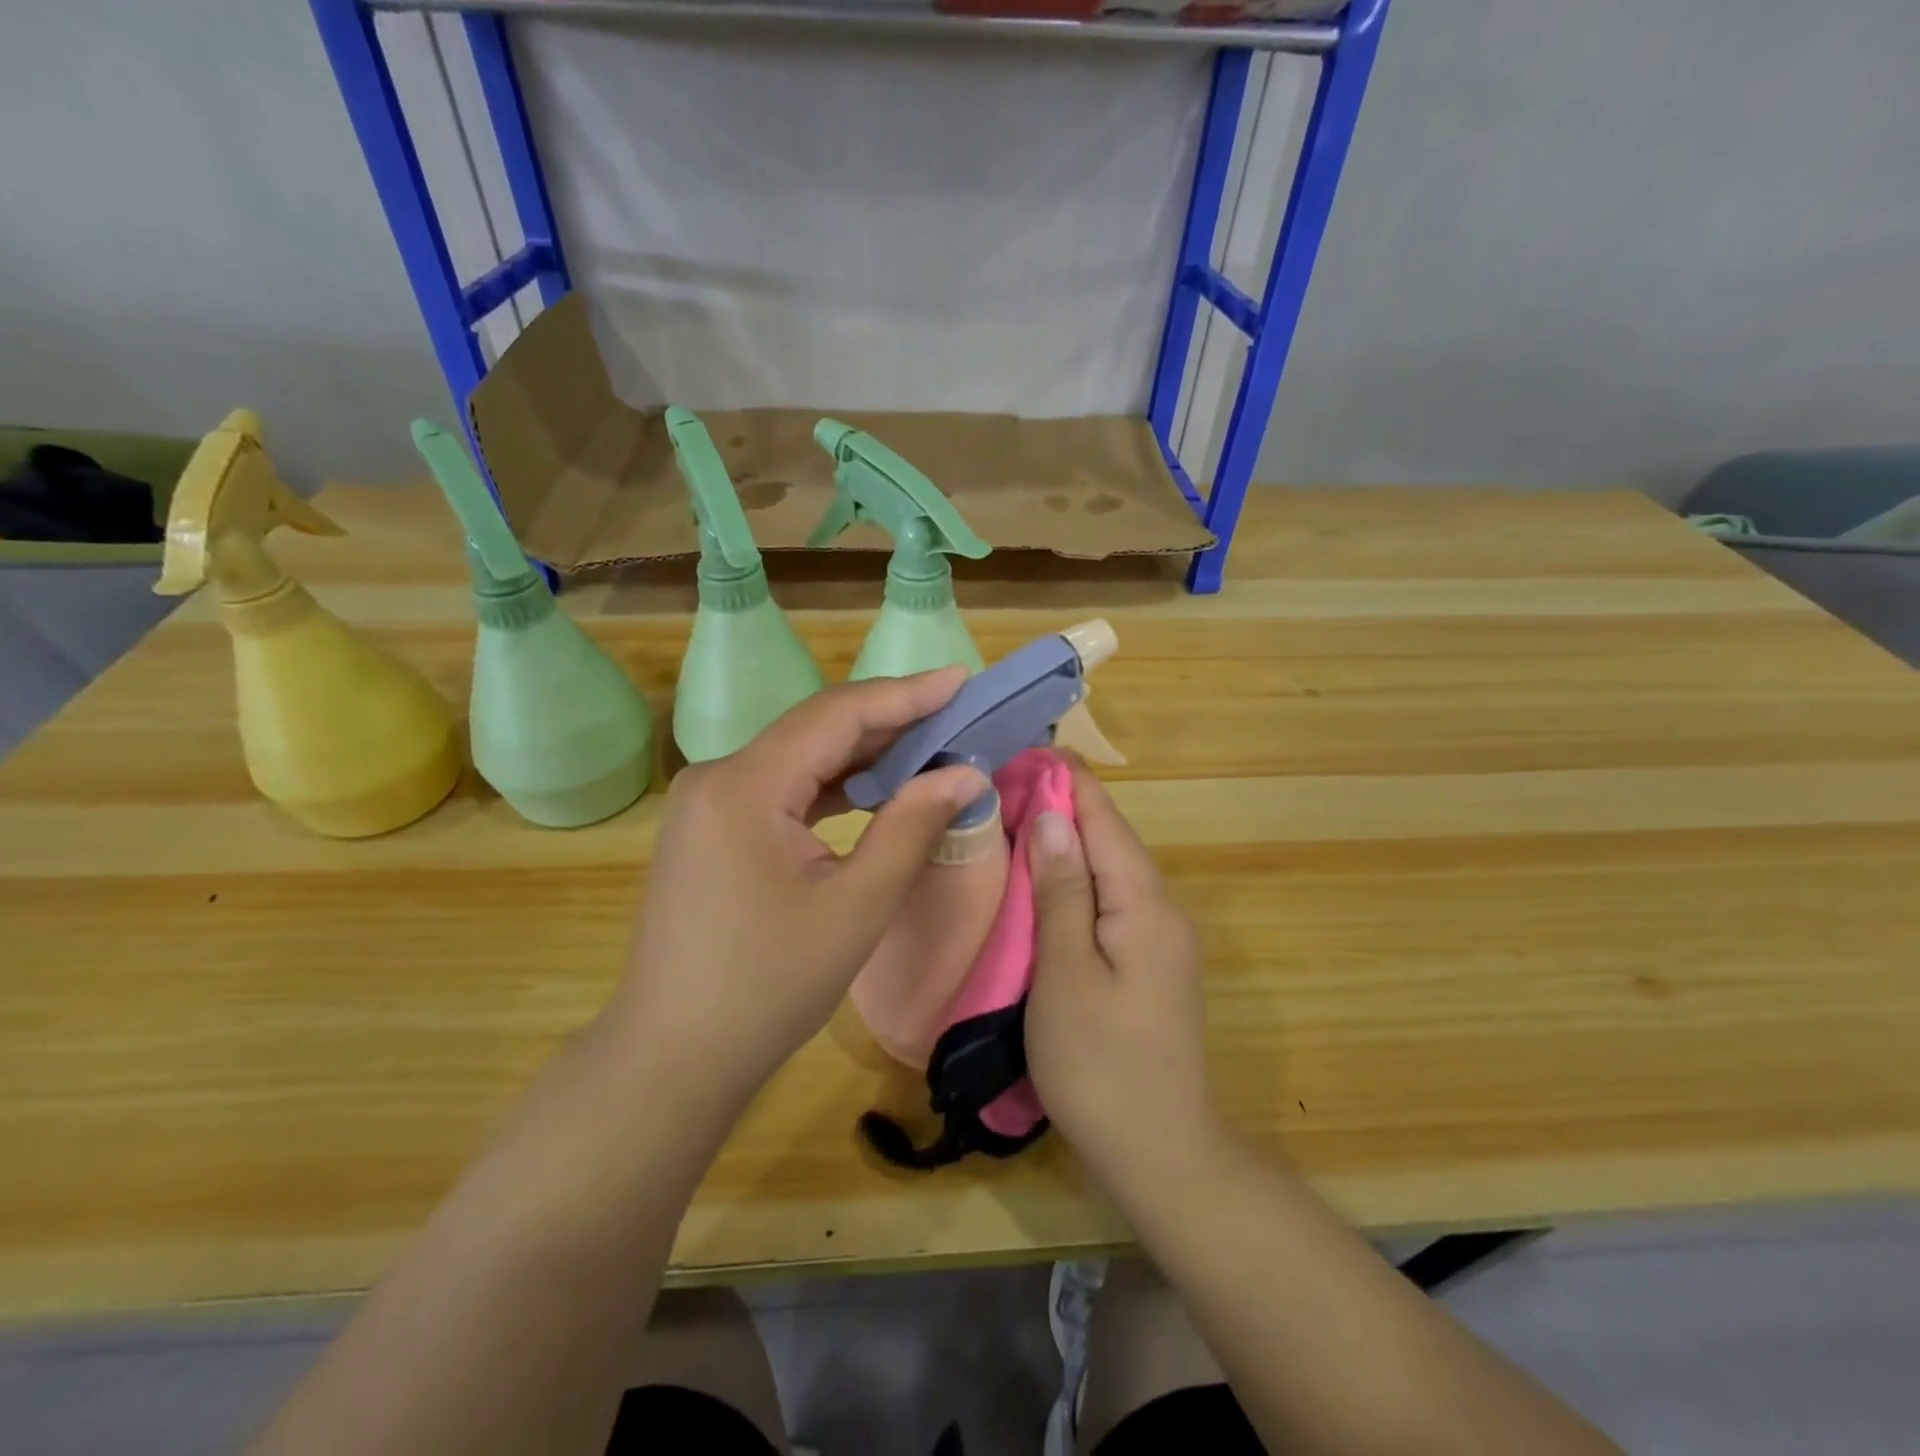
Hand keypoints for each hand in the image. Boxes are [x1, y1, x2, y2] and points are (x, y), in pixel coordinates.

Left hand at [606, 670, 988, 1100]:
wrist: (672, 1056)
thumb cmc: (768, 986)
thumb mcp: (856, 906)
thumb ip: (912, 826)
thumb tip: (967, 774)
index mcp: (745, 785)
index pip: (837, 715)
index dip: (905, 694)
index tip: (961, 679)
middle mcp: (718, 777)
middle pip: (815, 729)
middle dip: (889, 720)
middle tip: (956, 713)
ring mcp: (708, 803)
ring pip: (799, 757)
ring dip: (863, 753)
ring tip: (928, 746)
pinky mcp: (711, 829)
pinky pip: (781, 788)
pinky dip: (831, 785)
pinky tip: (872, 790)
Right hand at [1025, 760, 1218, 1190]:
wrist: (1163, 1153)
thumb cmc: (1101, 1063)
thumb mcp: (1066, 973)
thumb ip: (1061, 891)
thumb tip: (1050, 817)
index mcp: (1145, 902)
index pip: (1105, 820)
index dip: (1067, 781)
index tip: (1025, 749)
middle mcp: (1162, 909)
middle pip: (1111, 840)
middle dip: (1063, 806)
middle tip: (1004, 784)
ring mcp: (1162, 939)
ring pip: (1111, 870)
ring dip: (1068, 842)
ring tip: (1015, 819)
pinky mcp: (1152, 964)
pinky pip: (1112, 901)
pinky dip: (1078, 880)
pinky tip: (1046, 882)